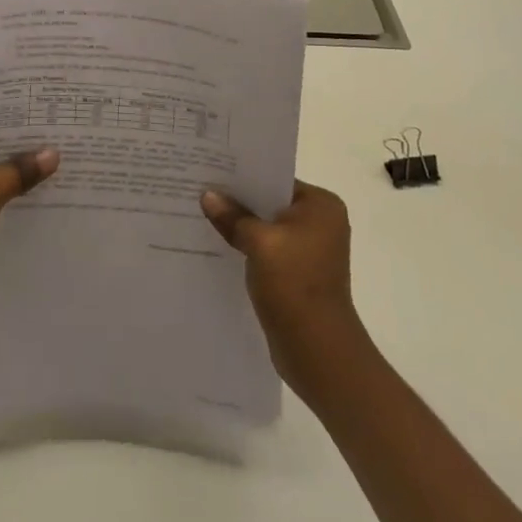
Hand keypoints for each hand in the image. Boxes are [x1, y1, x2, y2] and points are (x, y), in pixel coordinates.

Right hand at [201, 180, 366, 383]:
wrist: (318, 351)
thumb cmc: (295, 285)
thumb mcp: (259, 243)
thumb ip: (233, 216)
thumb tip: (208, 196)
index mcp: (321, 206)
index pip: (275, 178)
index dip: (243, 175)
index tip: (211, 169)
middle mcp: (321, 222)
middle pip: (270, 202)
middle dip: (238, 200)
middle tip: (200, 188)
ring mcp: (310, 250)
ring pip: (266, 227)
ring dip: (241, 225)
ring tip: (203, 214)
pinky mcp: (299, 273)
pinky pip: (267, 249)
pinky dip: (247, 247)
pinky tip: (219, 244)